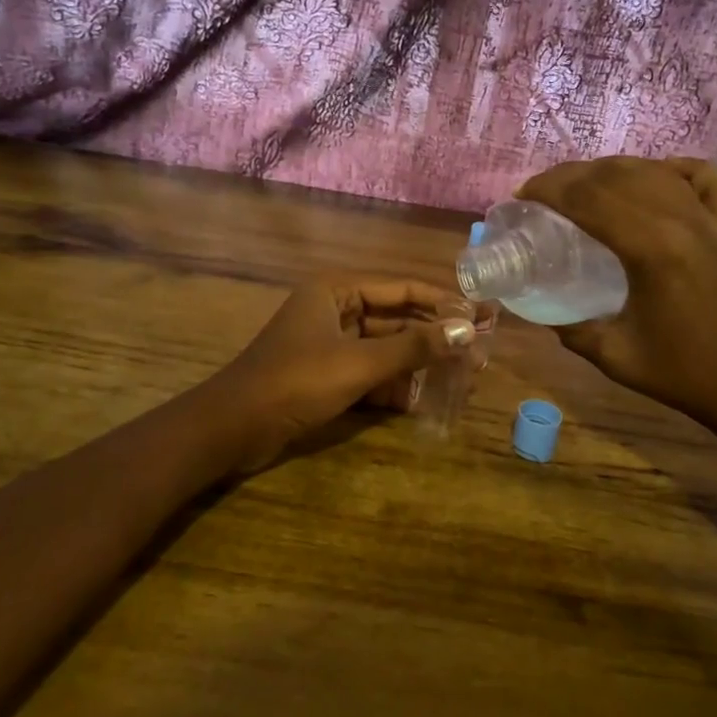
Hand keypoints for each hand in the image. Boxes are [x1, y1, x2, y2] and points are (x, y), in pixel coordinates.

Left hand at [205, 278, 475, 470]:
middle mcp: (335, 309)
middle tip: (479, 350)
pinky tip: (424, 400)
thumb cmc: (296, 382)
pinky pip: (371, 372)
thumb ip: (414, 346)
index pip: (403, 288)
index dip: (445, 301)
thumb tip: (467, 331)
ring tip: (463, 376)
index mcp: (337, 290)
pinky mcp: (327, 375)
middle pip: (397, 318)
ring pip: (386, 348)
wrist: (233, 428)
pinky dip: (394, 384)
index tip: (483, 314)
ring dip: (420, 362)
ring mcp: (330, 344)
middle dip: (436, 335)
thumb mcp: (359, 363)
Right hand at [517, 157, 716, 443]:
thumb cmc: (686, 375)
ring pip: (656, 171)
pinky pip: (706, 181)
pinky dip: (677, 169)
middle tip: (543, 190)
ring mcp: (711, 221)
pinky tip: (658, 171)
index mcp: (650, 249)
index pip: (588, 198)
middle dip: (572, 175)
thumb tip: (546, 315)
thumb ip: (574, 331)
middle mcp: (681, 221)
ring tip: (585, 183)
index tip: (522, 195)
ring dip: (613, 169)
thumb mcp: (616, 356)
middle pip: (617, 176)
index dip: (549, 189)